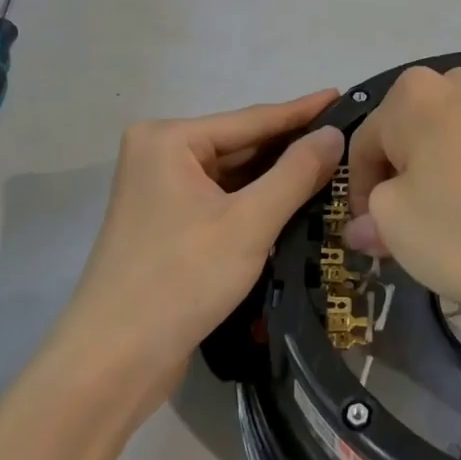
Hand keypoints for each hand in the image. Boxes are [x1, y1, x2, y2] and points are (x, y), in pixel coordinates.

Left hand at [63, 90, 343, 410]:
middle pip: (242, 145)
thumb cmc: (180, 280)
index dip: (303, 111)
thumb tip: (334, 134)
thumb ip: (295, 174)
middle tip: (349, 138)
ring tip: (334, 166)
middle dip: (292, 147)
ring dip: (278, 177)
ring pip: (235, 175)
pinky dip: (258, 202)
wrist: (112, 364)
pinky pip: (224, 200)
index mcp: (170, 140)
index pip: (252, 119)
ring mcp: (162, 191)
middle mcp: (161, 155)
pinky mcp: (168, 224)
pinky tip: (297, 201)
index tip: (344, 96)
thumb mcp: (248, 223)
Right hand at [345, 67, 460, 340]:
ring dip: (434, 174)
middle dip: (398, 177)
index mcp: (414, 94)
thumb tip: (364, 224)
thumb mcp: (395, 227)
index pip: (364, 141)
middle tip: (401, 228)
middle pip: (407, 133)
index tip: (369, 232)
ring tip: (443, 222)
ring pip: (446, 139)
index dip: (358, 190)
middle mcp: (458, 84)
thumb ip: (369, 215)